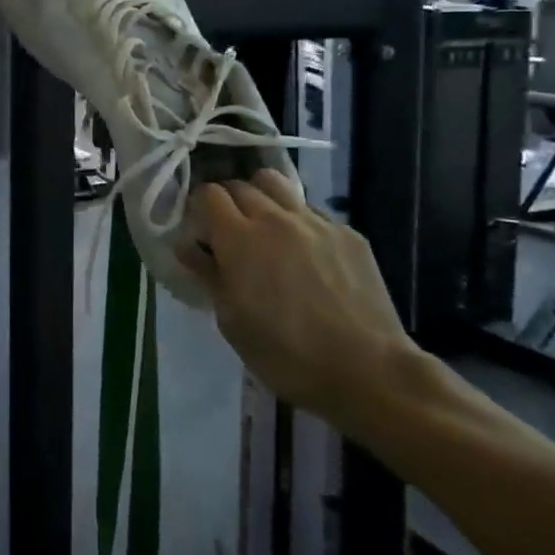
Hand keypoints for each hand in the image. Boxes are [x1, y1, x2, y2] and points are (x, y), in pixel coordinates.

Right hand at [179, 171, 419, 436]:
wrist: (367, 370)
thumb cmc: (286, 354)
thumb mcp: (232, 322)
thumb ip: (208, 275)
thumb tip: (186, 246)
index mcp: (239, 239)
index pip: (209, 194)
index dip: (199, 207)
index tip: (200, 228)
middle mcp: (275, 218)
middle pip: (241, 185)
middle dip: (228, 201)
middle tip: (229, 230)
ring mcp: (315, 221)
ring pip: (278, 185)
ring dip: (262, 197)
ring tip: (265, 226)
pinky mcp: (348, 232)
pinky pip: (312, 210)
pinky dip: (297, 220)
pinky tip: (305, 252)